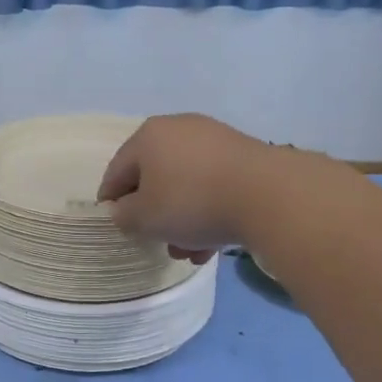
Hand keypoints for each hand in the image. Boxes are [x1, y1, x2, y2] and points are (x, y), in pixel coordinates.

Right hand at [97, 113, 280, 258]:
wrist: (269, 194)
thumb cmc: (192, 202)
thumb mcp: (145, 218)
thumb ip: (124, 215)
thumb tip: (123, 210)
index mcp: (148, 136)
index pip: (117, 171)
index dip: (112, 200)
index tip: (116, 225)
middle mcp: (180, 129)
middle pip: (155, 178)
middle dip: (155, 215)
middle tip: (157, 242)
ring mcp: (215, 140)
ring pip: (187, 185)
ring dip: (183, 219)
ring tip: (190, 252)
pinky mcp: (245, 156)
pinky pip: (214, 186)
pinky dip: (209, 211)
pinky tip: (214, 243)